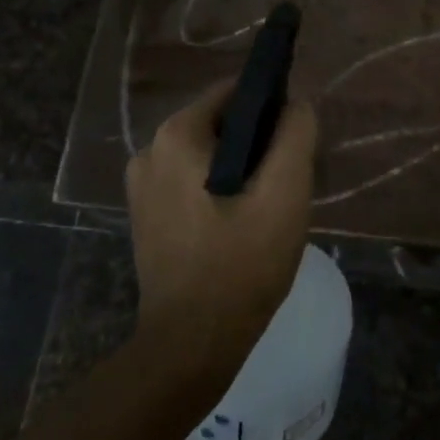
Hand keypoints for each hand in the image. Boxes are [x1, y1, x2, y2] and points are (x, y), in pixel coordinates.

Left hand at [125, 81, 317, 379]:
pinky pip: (191, 182)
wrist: (190, 346)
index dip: (272, 109)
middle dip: (258, 144)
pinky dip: (218, 191)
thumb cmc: (241, 264)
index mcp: (177, 135)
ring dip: (240, 170)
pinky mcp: (145, 215)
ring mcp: (142, 185)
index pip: (235, 93)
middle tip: (286, 183)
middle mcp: (150, 150)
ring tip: (267, 208)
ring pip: (207, 155)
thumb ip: (295, 135)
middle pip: (220, 124)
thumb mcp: (284, 194)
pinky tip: (240, 226)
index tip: (295, 142)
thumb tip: (297, 102)